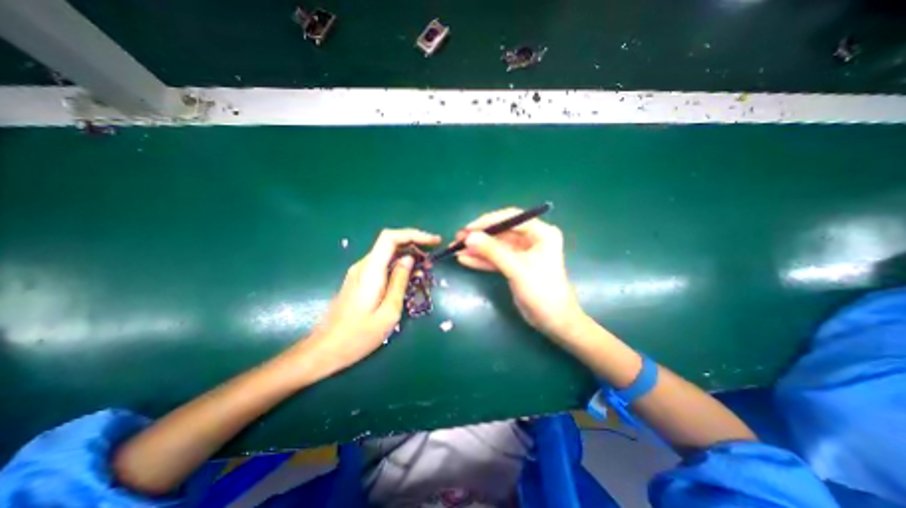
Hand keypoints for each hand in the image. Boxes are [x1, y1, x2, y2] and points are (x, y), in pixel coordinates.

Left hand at [291, 228, 440, 377]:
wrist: (325, 349)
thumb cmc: (359, 336)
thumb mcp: (388, 312)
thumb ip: (400, 282)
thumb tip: (409, 259)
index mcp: (371, 271)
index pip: (390, 238)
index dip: (414, 235)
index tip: (433, 241)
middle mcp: (363, 266)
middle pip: (390, 243)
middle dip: (414, 246)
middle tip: (431, 261)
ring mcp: (359, 272)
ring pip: (387, 254)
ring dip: (407, 256)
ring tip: (424, 270)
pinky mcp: (359, 280)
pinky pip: (382, 265)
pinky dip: (398, 265)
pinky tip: (408, 278)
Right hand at [456, 208, 583, 338]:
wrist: (553, 321)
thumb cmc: (542, 292)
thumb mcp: (516, 269)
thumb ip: (493, 251)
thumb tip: (469, 237)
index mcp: (541, 233)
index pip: (511, 218)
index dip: (488, 221)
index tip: (468, 228)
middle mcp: (532, 239)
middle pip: (501, 232)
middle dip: (480, 236)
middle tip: (458, 238)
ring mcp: (523, 252)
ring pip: (496, 246)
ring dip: (477, 248)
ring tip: (456, 249)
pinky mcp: (515, 265)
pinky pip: (496, 258)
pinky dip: (482, 259)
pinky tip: (465, 259)